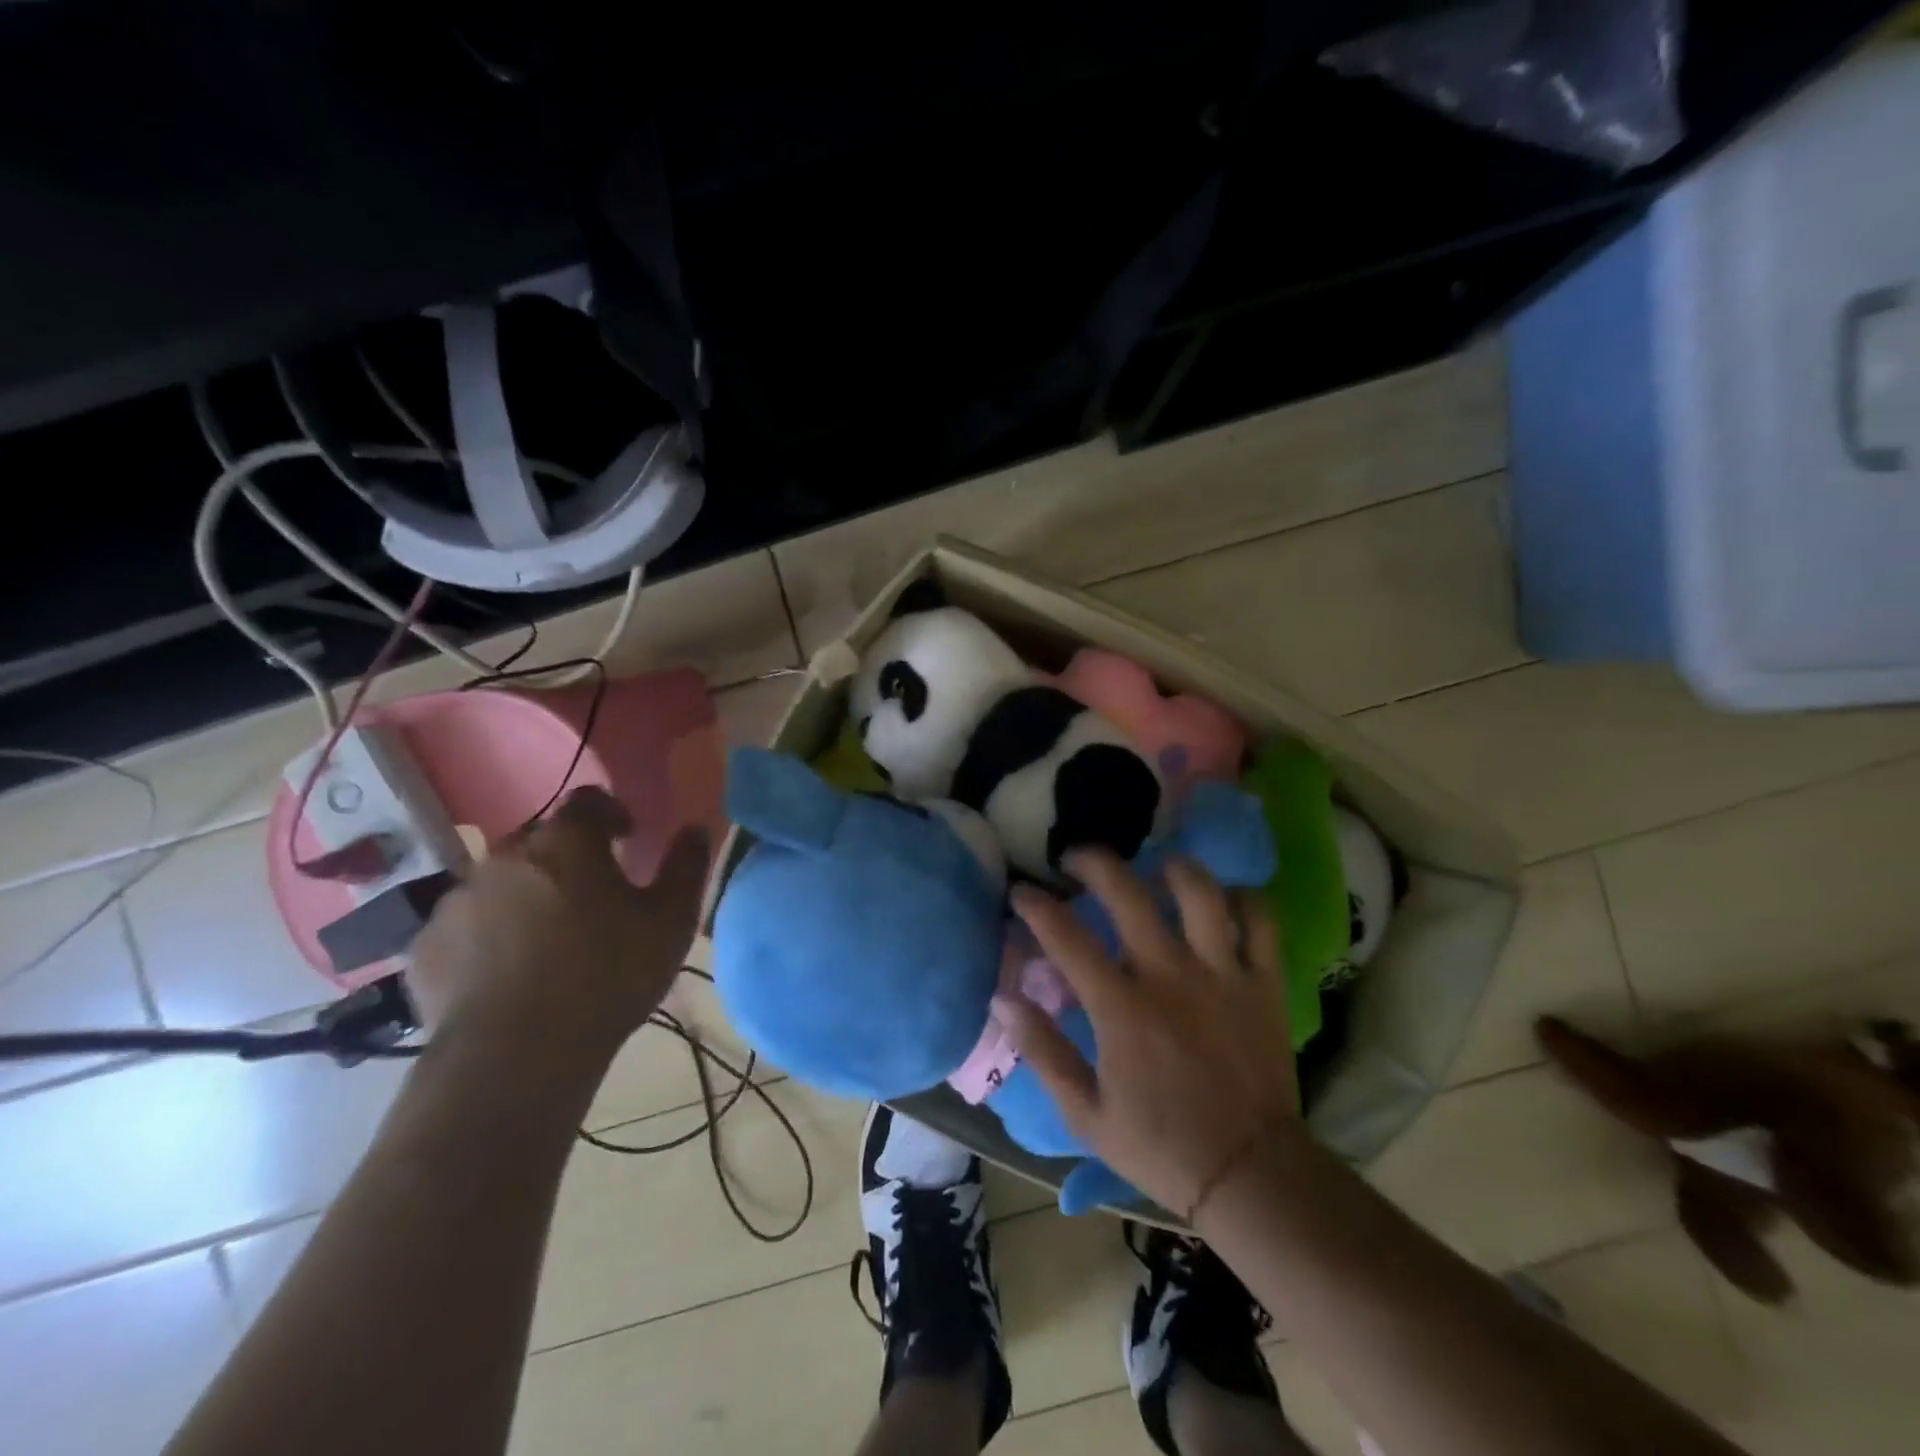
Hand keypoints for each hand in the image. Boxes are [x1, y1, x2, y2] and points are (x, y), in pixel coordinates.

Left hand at [409, 787, 710, 1057]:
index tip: (629, 842)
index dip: (613, 815)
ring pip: (501, 882)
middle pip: (542, 840)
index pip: (590, 801)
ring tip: (548, 939)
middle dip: (568, 857)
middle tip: (593, 896)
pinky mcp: (426, 947)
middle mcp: (506, 857)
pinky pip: (466, 925)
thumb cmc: (607, 976)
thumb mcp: (671, 922)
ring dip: (526, 895)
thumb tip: (695, 829)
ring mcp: (457, 900)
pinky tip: (508, 972)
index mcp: (567, 841)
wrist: (516, 1057)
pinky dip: (488, 935)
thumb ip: (687, 867)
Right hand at [997, 849, 1298, 1219]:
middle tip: (1077, 860)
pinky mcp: (1264, 983)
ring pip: (1199, 893)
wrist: (1250, 1175)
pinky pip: (1261, 922)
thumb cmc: (1161, 1146)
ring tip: (1156, 866)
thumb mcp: (1085, 1113)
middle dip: (1095, 863)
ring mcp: (1222, 974)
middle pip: (1128, 893)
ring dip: (1173, 868)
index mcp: (1121, 1008)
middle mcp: (1169, 976)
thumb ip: (1042, 1050)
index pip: (1066, 937)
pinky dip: (1244, 899)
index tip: (1021, 892)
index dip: (1036, 906)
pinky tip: (1224, 900)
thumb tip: (1003, 998)